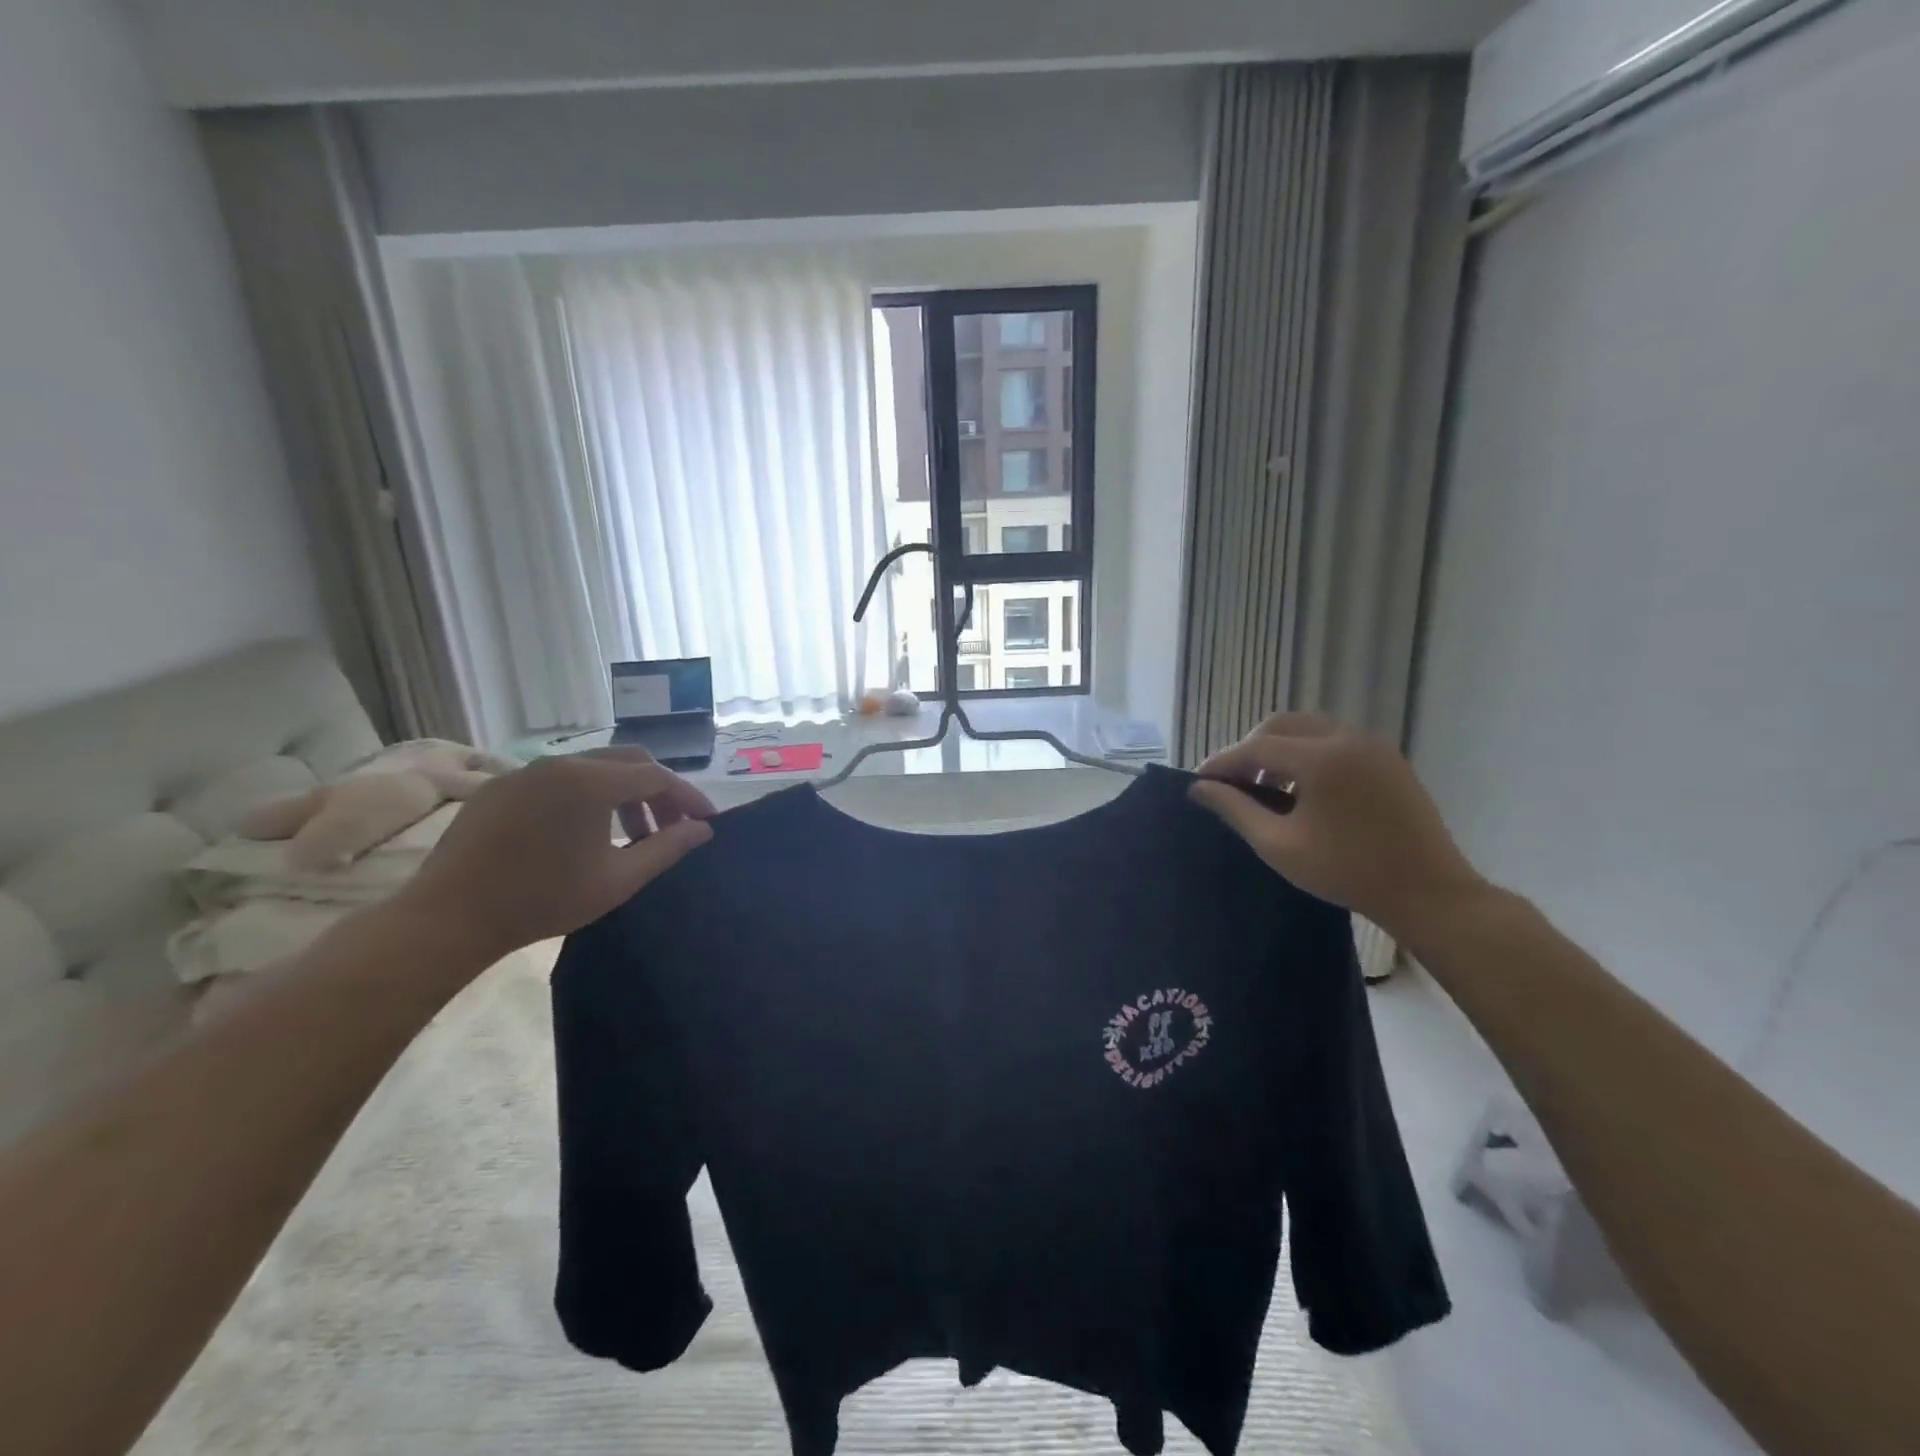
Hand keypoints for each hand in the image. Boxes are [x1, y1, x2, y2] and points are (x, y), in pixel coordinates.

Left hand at [391, 749, 714, 962]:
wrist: (449, 916)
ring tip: (629, 834)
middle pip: (629, 761)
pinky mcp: (500, 786)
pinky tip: (582, 831)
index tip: (706, 822)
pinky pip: (558, 778)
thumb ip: (667, 848)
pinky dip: (586, 795)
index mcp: (592, 782)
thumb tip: (702, 829)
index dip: (688, 798)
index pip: (658, 777)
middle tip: (669, 828)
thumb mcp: (618, 879)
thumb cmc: (543, 899)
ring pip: (593, 767)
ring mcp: (527, 770)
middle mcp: (562, 763)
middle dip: (658, 791)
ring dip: (622, 793)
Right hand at [1188, 714, 1486, 940]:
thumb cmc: (1346, 871)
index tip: (1199, 781)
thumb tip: (1199, 788)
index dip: (1223, 762)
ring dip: (1280, 748)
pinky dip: (1308, 753)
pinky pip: (1335, 740)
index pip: (1255, 747)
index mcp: (1320, 757)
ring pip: (1309, 728)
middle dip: (1250, 748)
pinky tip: (1302, 788)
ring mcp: (1372, 746)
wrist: (1428, 892)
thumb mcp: (1279, 845)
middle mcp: (1346, 738)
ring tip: (1266, 785)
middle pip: (1281, 725)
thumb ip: (1235, 810)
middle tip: (1232, 782)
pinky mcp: (1388, 759)